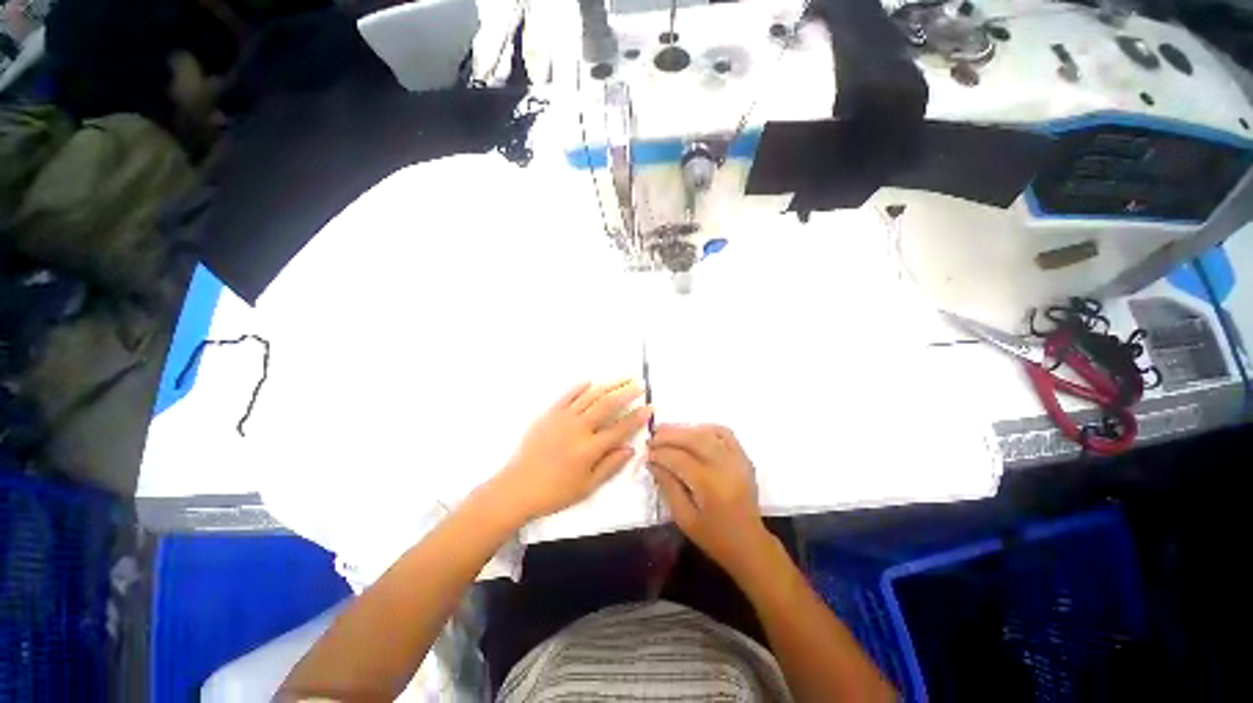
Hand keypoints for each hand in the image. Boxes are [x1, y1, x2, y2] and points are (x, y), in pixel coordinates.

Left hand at [493, 380, 651, 521]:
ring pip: (590, 396)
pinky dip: (579, 387)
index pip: (620, 428)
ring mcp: (563, 418)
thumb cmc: (554, 492)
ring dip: (608, 385)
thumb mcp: (587, 487)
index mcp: (590, 449)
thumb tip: (630, 449)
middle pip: (607, 405)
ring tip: (622, 378)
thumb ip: (610, 466)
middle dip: (626, 393)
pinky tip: (590, 381)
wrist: (517, 487)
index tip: (650, 407)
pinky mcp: (549, 414)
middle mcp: (579, 428)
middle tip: (639, 385)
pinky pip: (567, 396)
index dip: (637, 417)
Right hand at [647, 424, 770, 575]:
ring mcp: (737, 460)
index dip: (660, 454)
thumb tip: (653, 463)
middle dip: (669, 436)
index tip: (646, 454)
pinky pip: (725, 434)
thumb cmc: (714, 537)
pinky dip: (706, 429)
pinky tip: (692, 433)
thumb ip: (668, 487)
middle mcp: (726, 467)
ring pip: (708, 433)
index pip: (679, 459)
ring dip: (685, 429)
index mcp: (710, 485)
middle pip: (694, 439)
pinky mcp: (744, 458)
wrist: (749, 545)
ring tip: (667, 431)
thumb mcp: (684, 518)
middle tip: (652, 438)